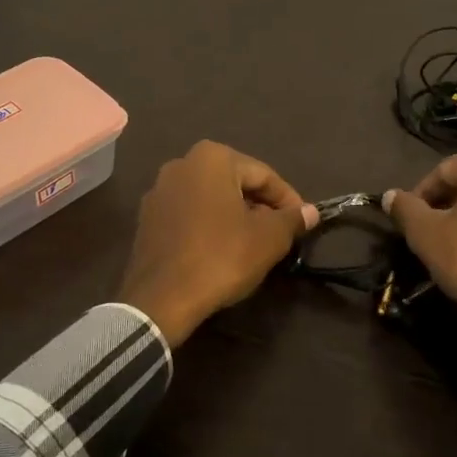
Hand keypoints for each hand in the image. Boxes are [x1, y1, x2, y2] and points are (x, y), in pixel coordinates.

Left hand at [118, 141, 318, 346]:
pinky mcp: (147, 219)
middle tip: (280, 233)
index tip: (302, 222)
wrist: (162, 298)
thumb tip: (310, 212)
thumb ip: (292, 219)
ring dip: (235, 216)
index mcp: (212, 158)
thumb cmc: (221, 257)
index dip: (288, 199)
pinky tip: (222, 250)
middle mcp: (181, 164)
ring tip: (253, 243)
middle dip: (260, 206)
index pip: (264, 175)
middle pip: (235, 183)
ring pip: (211, 199)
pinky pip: (189, 215)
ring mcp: (159, 192)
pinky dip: (209, 226)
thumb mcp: (269, 238)